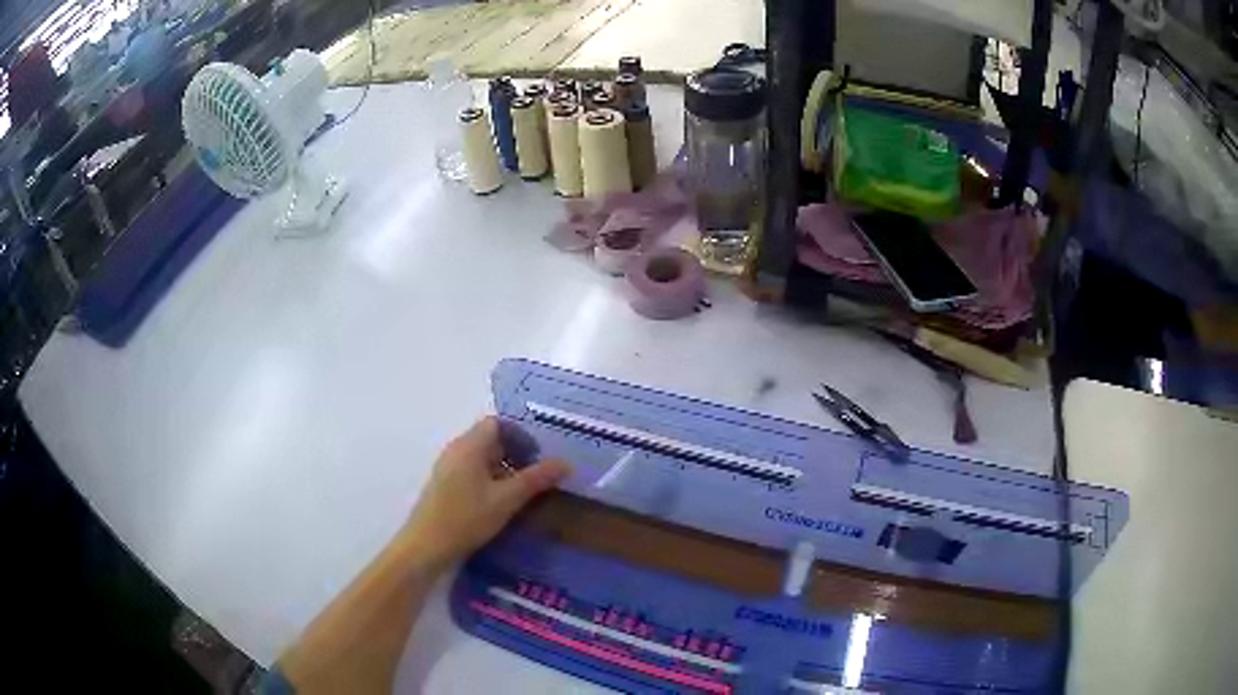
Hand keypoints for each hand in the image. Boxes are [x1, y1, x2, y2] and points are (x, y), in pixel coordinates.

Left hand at [400, 417, 568, 568]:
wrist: (427, 545)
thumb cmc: (467, 517)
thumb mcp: (507, 499)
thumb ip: (536, 479)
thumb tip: (566, 463)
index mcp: (469, 445)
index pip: (496, 423)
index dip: (520, 435)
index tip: (537, 456)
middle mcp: (456, 449)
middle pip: (488, 438)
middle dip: (514, 452)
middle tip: (534, 475)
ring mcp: (447, 467)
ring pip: (480, 457)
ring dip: (502, 468)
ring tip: (521, 492)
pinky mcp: (443, 485)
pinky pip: (470, 471)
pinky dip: (489, 479)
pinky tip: (498, 503)